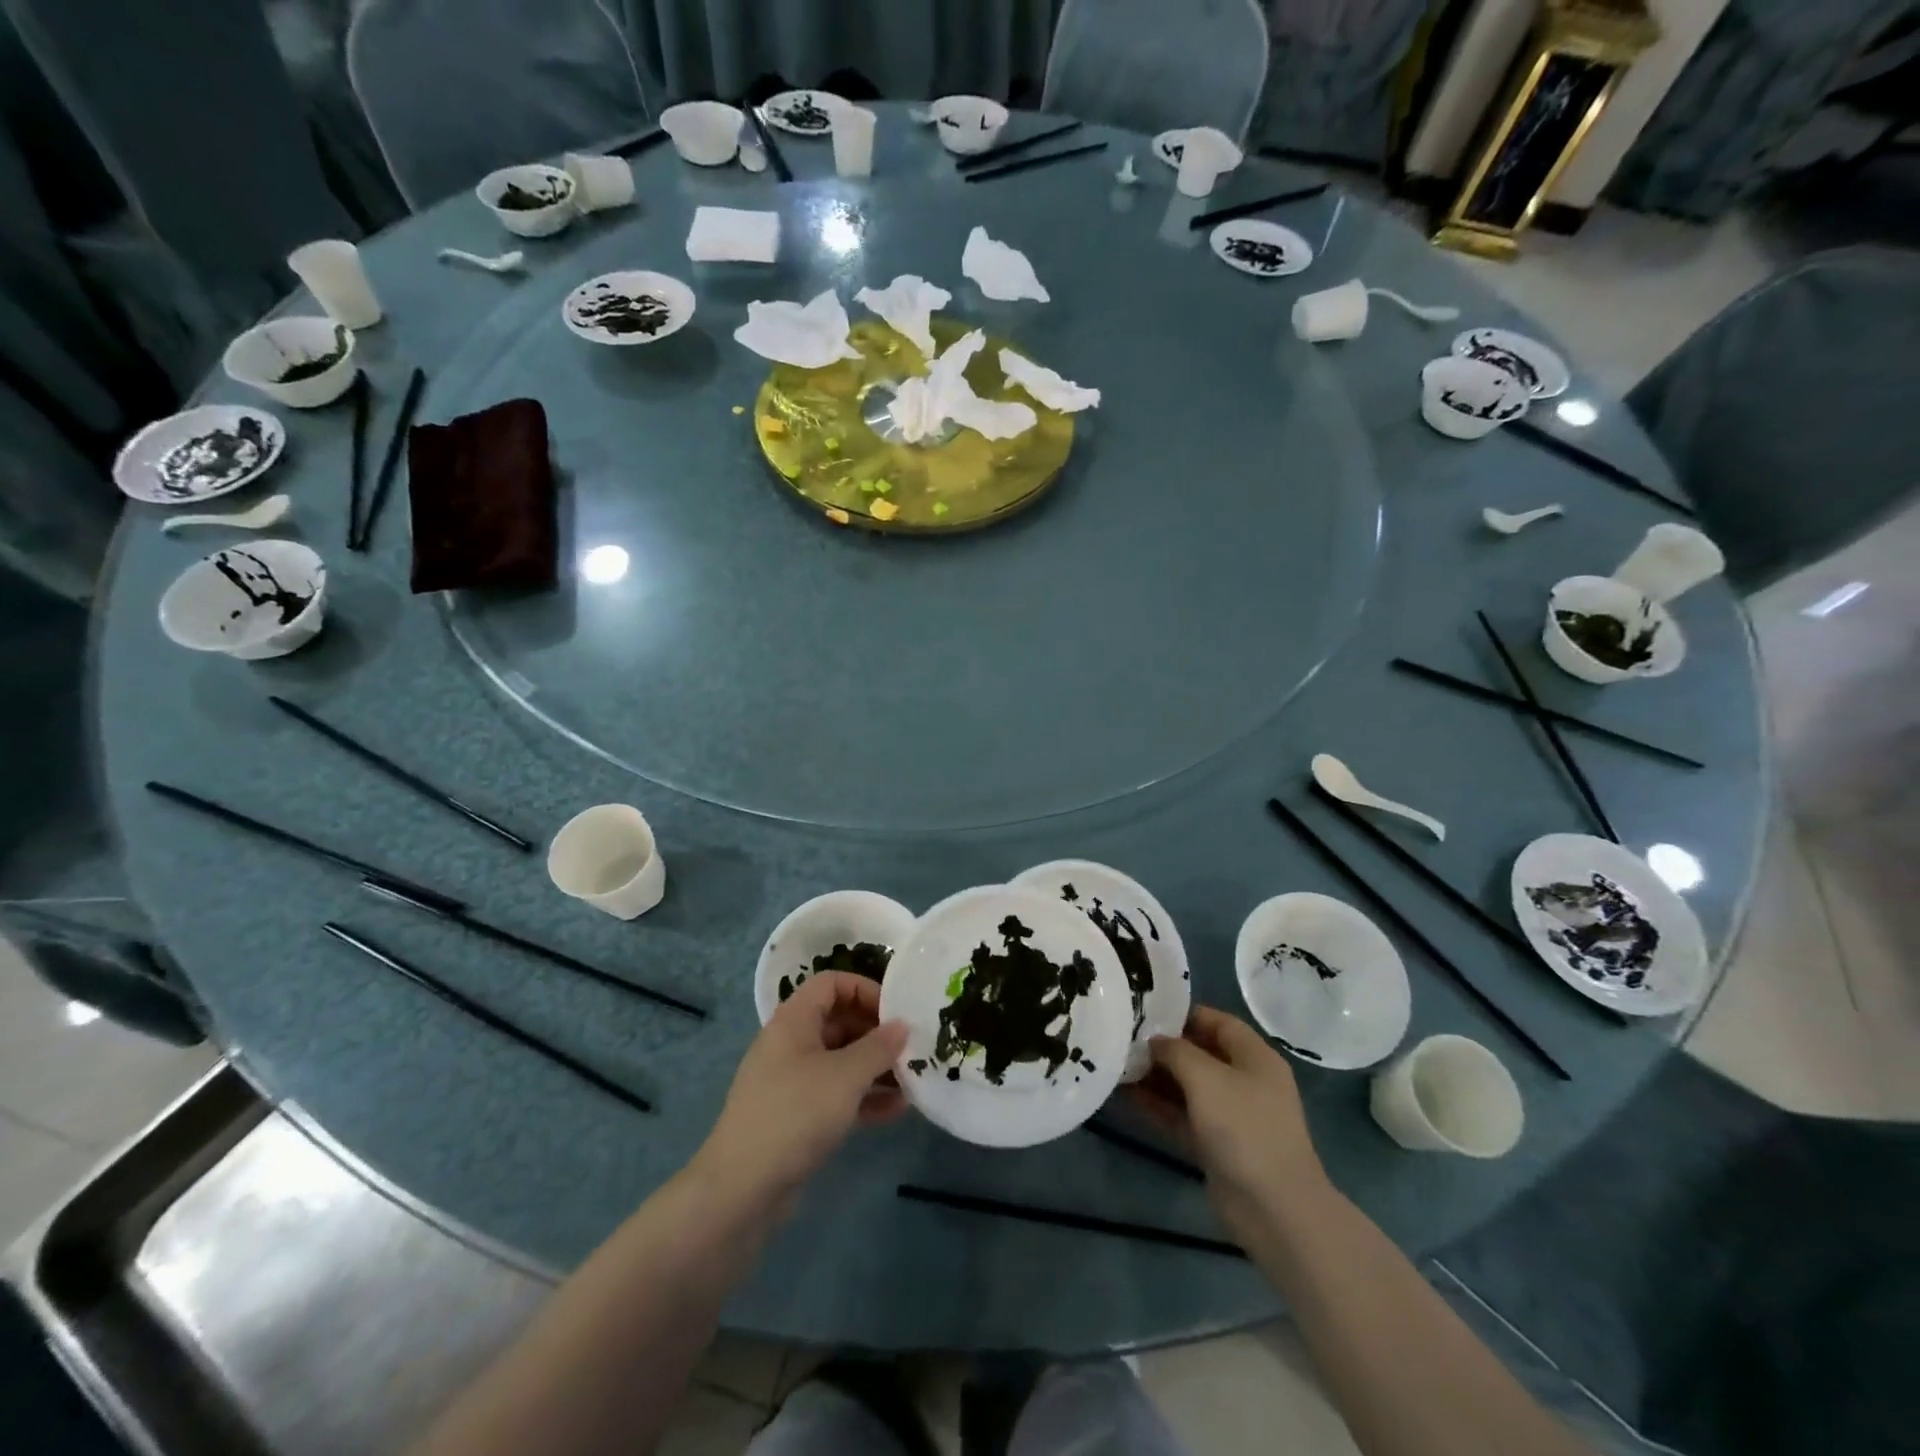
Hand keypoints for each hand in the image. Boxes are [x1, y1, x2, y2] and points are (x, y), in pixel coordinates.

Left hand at [692, 972, 907, 1217]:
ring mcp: (792, 1082)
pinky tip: (896, 1111)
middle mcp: (791, 1044)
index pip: (831, 984)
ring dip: (876, 1068)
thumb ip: (878, 1047)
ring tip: (912, 1081)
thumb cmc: (795, 1114)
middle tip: (912, 1050)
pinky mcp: (797, 1116)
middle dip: (877, 1034)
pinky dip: (864, 1098)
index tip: (896, 1013)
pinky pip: (837, 1094)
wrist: (741, 1190)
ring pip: (841, 1061)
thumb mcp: (845, 1076)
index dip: (865, 990)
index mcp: (794, 1020)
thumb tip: (902, 1026)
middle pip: (839, 1021)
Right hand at [1130, 1005, 1328, 1240]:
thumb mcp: (1206, 1078)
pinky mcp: (1216, 1145)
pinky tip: (1126, 1095)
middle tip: (1123, 1037)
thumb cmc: (1244, 1128)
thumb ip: (1176, 1051)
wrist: (1274, 1209)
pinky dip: (1158, 1106)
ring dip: (1155, 1077)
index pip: (1217, 1022)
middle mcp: (1244, 1081)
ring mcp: (1231, 1116)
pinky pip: (1182, 1116)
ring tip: (1117, 1063)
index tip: (1146, 1010)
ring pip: (1187, 1086)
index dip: (1184, 1013)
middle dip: (1163, 1047)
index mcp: (1254, 1057)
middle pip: (1200, 1054)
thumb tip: (1154, 1041)